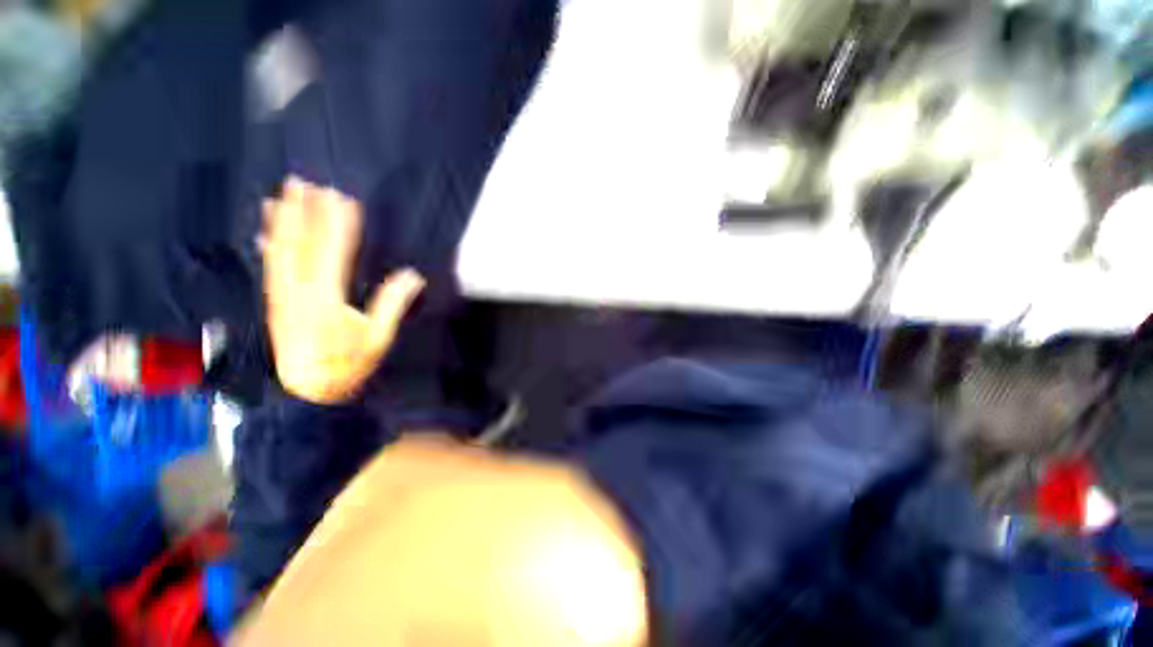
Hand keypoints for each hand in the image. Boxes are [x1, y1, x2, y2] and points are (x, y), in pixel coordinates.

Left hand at [261, 177, 424, 403]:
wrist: (305, 393)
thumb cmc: (347, 366)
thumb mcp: (378, 339)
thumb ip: (391, 305)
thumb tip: (412, 276)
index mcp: (326, 298)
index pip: (333, 251)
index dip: (339, 223)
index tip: (344, 198)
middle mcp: (298, 291)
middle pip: (301, 244)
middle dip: (305, 212)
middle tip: (307, 182)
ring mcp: (281, 296)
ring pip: (280, 251)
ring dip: (282, 221)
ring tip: (283, 194)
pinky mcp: (273, 303)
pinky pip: (270, 268)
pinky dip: (268, 246)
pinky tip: (265, 230)